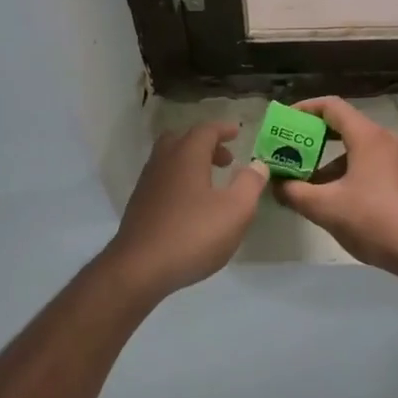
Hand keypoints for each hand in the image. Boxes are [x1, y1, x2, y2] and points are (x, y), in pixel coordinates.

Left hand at [101, 121, 266, 297]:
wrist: (139, 268)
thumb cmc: (192, 234)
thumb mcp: (235, 210)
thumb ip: (249, 184)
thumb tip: (257, 164)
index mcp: (186, 155)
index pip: (206, 130)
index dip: (223, 129)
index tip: (237, 132)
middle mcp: (163, 161)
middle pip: (183, 140)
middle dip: (206, 145)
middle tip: (226, 160)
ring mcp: (147, 183)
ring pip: (170, 160)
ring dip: (191, 163)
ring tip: (211, 183)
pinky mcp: (139, 205)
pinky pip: (162, 179)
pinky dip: (179, 180)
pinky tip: (191, 205)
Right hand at [273, 97, 397, 274]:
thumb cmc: (375, 221)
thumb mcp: (325, 208)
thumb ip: (294, 192)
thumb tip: (275, 184)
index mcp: (368, 137)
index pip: (331, 106)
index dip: (304, 109)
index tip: (284, 121)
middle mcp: (386, 140)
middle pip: (344, 126)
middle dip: (313, 139)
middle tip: (289, 153)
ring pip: (356, 149)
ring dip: (329, 161)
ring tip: (307, 184)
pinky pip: (370, 164)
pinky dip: (348, 172)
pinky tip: (336, 199)